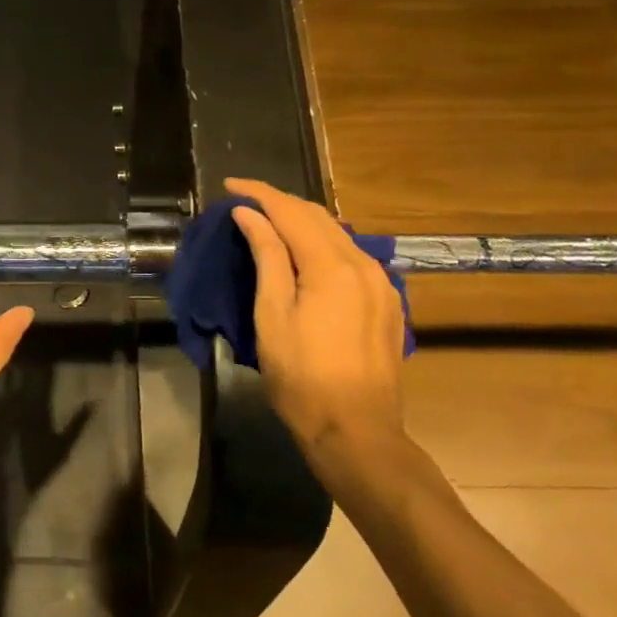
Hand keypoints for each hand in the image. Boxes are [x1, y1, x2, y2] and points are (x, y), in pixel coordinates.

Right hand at [225, 178, 410, 477]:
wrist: (356, 432)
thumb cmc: (301, 377)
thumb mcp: (272, 315)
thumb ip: (266, 256)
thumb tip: (250, 214)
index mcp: (332, 267)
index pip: (291, 212)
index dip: (259, 194)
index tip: (229, 185)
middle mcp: (363, 264)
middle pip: (318, 216)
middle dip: (280, 203)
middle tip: (245, 202)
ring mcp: (381, 283)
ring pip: (338, 234)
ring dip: (302, 221)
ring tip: (269, 222)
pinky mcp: (387, 302)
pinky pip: (352, 255)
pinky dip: (323, 243)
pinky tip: (305, 252)